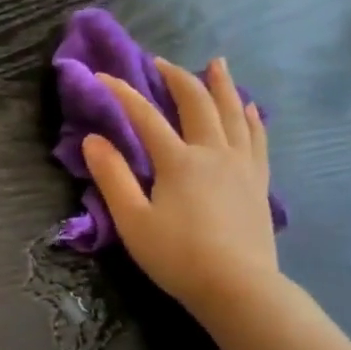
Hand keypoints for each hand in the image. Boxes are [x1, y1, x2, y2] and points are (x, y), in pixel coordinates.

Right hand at [82, 56, 279, 319]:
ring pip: (232, 113)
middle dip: (176, 78)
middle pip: (196, 103)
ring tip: (216, 64)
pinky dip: (250, 118)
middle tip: (161, 62)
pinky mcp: (257, 182)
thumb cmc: (177, 256)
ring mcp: (241, 165)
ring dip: (221, 85)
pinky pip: (256, 138)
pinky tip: (248, 109)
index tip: (102, 76)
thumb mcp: (132, 220)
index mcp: (178, 161)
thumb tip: (93, 140)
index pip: (145, 116)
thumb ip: (112, 177)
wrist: (237, 286)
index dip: (122, 93)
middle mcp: (213, 152)